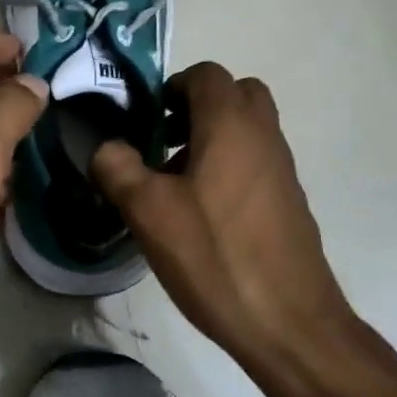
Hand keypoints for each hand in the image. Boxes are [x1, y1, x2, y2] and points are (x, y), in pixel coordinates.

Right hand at [91, 63, 359, 370]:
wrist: (289, 322)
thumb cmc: (215, 256)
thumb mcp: (148, 211)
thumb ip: (117, 167)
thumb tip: (107, 147)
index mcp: (231, 124)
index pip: (205, 74)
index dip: (171, 87)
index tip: (146, 120)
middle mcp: (263, 134)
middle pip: (234, 94)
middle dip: (196, 107)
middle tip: (164, 141)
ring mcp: (282, 168)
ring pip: (247, 128)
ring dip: (212, 137)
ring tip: (175, 182)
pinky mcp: (289, 200)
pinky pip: (256, 160)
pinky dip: (230, 166)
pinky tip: (203, 214)